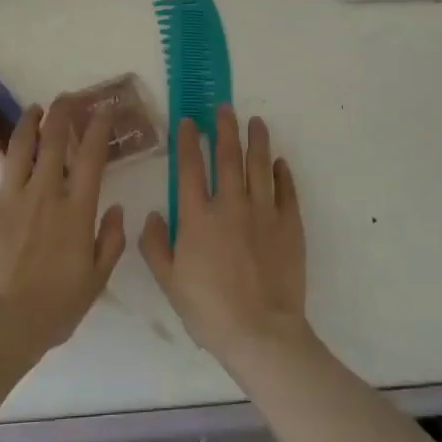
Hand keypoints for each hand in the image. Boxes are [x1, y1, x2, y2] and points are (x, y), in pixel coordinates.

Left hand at [0, 103, 125, 373]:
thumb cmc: (53, 308)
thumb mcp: (95, 280)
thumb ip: (111, 241)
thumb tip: (119, 208)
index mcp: (76, 209)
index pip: (91, 156)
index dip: (98, 128)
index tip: (103, 112)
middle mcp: (44, 193)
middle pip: (54, 140)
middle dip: (63, 113)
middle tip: (66, 99)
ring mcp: (9, 197)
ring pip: (19, 146)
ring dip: (28, 123)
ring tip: (34, 110)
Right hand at [140, 107, 309, 374]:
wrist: (261, 333)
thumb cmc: (209, 310)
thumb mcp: (169, 282)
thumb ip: (155, 246)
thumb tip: (150, 215)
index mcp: (197, 217)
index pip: (189, 167)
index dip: (187, 141)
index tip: (187, 122)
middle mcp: (230, 205)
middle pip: (227, 156)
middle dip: (224, 129)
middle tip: (224, 108)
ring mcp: (264, 212)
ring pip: (260, 165)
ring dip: (257, 141)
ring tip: (256, 122)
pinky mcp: (290, 225)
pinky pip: (287, 191)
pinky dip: (283, 173)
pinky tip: (279, 162)